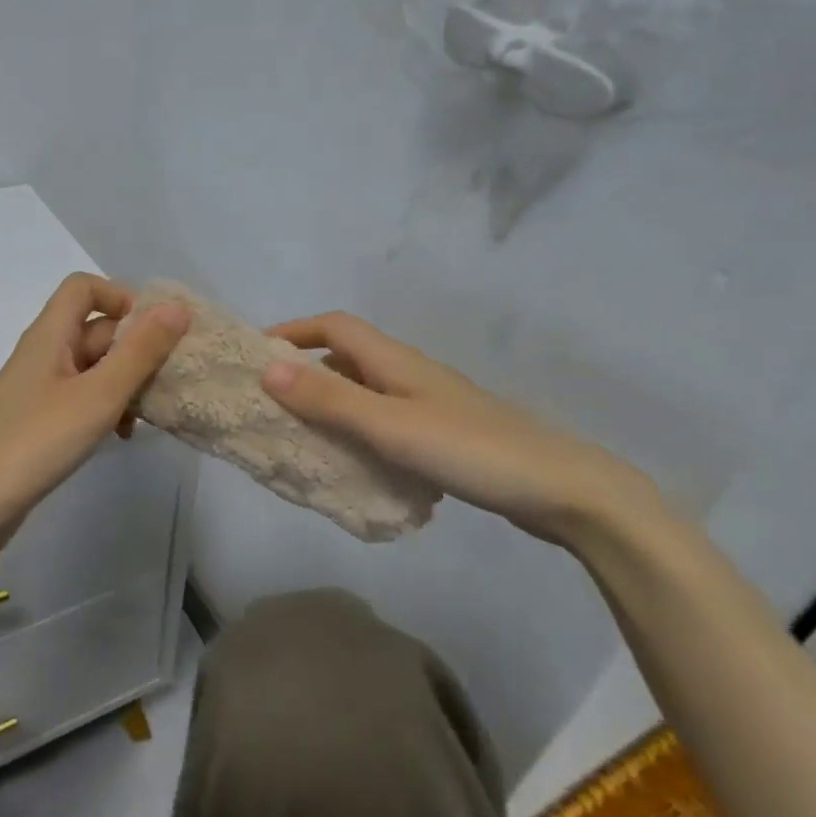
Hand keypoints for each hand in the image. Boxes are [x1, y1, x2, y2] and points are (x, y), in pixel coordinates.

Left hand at [0, 274, 190, 563]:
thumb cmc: (36, 441)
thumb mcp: (98, 395)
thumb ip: (140, 352)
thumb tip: (178, 308)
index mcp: (49, 334)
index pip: (84, 287)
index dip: (122, 298)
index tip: (155, 332)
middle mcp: (43, 353)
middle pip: (95, 329)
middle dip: (135, 349)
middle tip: (167, 380)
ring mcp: (39, 389)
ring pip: (93, 368)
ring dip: (125, 383)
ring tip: (149, 414)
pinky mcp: (39, 421)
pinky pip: (82, 398)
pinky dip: (106, 408)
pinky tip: (121, 436)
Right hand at [259, 312, 657, 546]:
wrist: (561, 490)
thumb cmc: (471, 450)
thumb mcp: (390, 425)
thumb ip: (330, 399)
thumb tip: (267, 369)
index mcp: (396, 361)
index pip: (334, 326)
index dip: (293, 331)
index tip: (254, 354)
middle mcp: (410, 374)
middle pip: (348, 357)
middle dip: (305, 369)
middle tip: (269, 401)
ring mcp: (430, 405)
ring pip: (367, 392)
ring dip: (331, 403)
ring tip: (298, 434)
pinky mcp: (444, 436)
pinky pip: (385, 422)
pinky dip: (359, 432)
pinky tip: (352, 464)